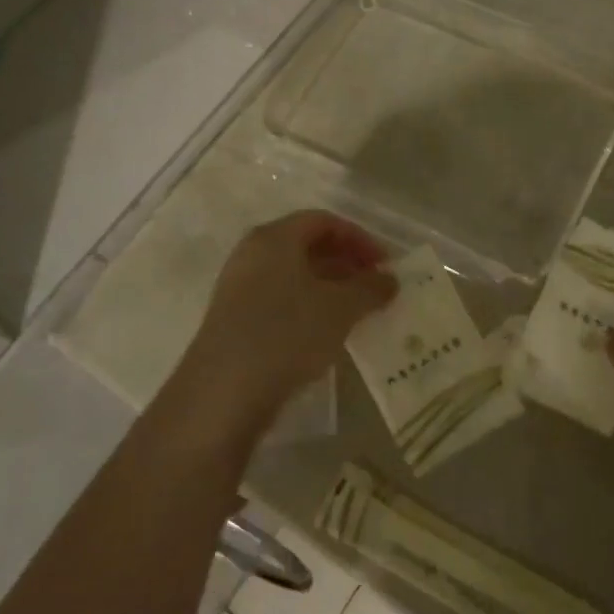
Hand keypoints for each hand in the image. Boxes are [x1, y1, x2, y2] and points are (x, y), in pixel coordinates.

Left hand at [175, 211, 396, 445]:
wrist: (224, 392)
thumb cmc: (287, 333)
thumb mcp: (341, 308)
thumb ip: (370, 288)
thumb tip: (389, 280)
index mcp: (275, 237)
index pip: (324, 221)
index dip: (360, 238)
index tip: (385, 264)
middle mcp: (252, 254)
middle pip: (307, 245)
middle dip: (346, 262)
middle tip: (375, 286)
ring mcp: (239, 287)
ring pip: (294, 275)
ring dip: (329, 287)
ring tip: (358, 311)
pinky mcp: (234, 320)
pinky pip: (280, 299)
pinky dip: (309, 306)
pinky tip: (327, 332)